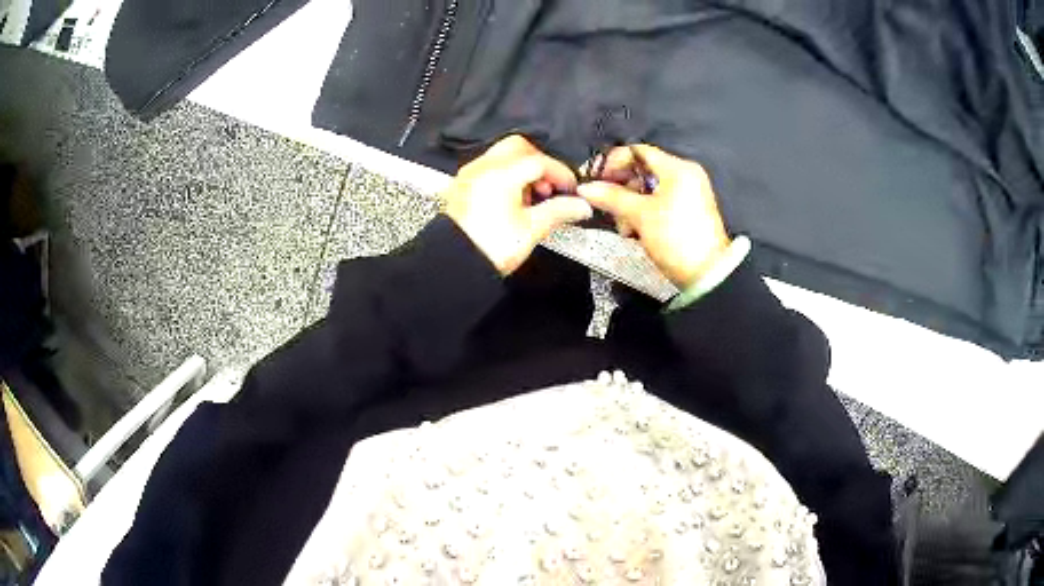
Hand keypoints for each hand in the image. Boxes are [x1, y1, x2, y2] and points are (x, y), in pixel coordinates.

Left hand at [443, 135, 592, 275]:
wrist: (457, 265)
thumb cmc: (487, 249)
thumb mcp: (533, 229)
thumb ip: (560, 211)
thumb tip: (578, 205)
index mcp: (501, 174)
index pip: (540, 161)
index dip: (560, 173)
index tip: (570, 188)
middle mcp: (482, 169)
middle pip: (519, 148)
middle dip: (540, 164)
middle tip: (550, 186)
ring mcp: (469, 176)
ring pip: (501, 156)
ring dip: (522, 169)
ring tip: (532, 197)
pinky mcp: (461, 188)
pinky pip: (487, 169)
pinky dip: (504, 177)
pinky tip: (511, 200)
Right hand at [577, 145, 730, 287]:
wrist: (707, 275)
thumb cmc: (675, 237)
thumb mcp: (640, 215)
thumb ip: (612, 197)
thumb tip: (585, 187)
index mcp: (677, 167)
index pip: (638, 151)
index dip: (613, 161)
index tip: (595, 179)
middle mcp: (684, 175)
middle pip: (642, 171)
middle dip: (620, 189)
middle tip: (606, 207)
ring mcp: (687, 194)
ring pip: (648, 189)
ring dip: (629, 205)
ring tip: (624, 228)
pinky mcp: (686, 212)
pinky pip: (658, 203)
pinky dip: (643, 213)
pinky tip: (634, 232)